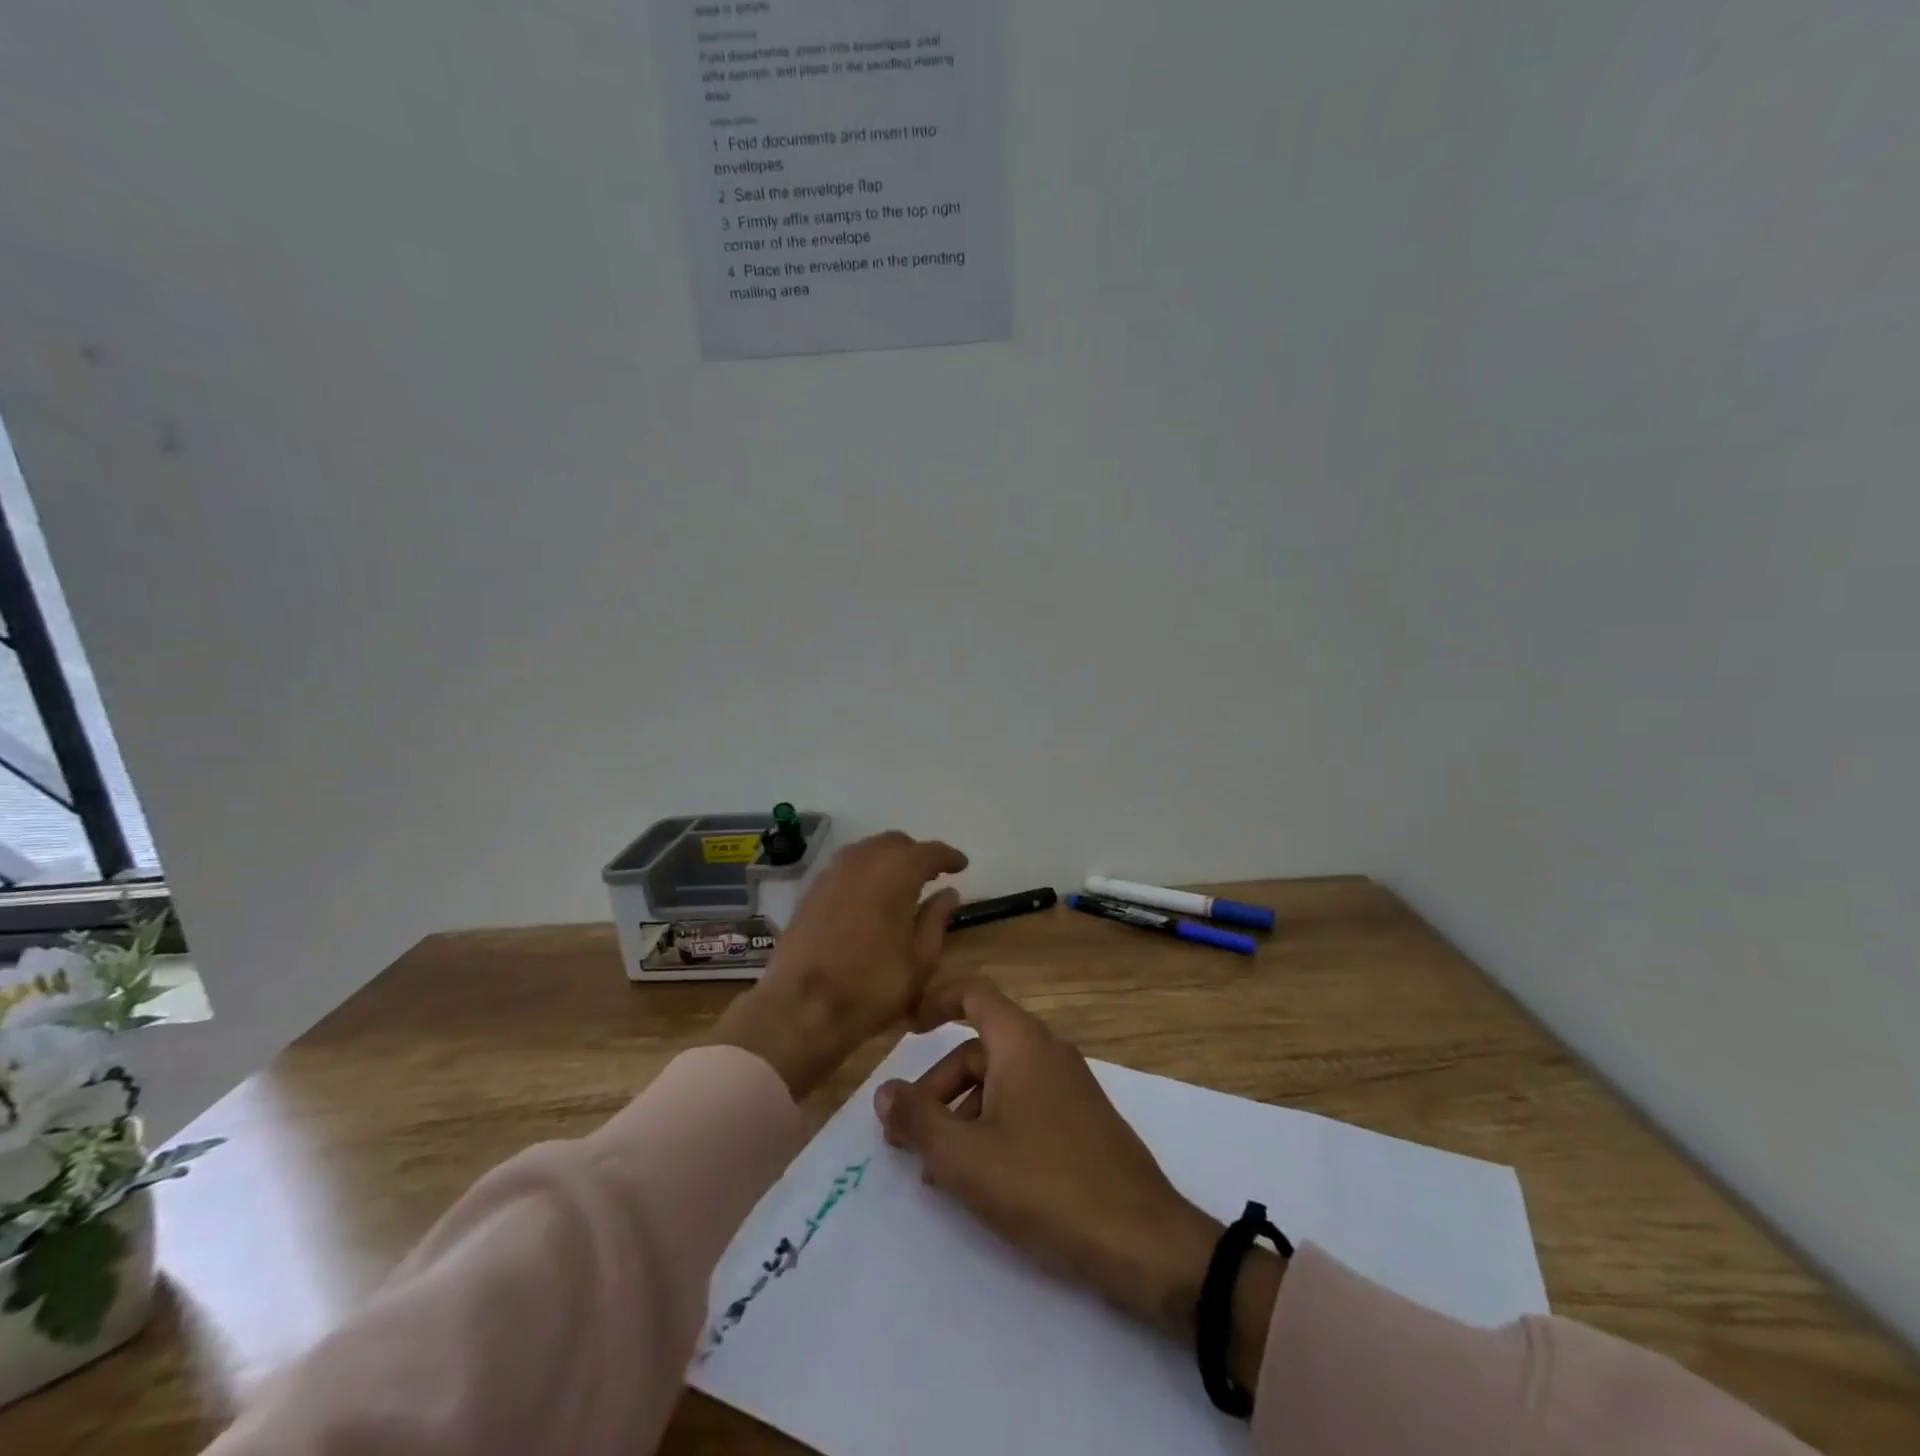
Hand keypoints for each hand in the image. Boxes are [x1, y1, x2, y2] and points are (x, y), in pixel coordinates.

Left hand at [708, 831, 965, 1096]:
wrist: (801, 1008)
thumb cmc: (872, 987)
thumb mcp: (920, 960)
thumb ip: (936, 920)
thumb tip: (948, 894)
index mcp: (896, 872)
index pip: (929, 852)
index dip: (948, 857)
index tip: (961, 865)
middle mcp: (863, 860)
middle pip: (896, 843)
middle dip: (916, 855)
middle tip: (932, 876)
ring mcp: (832, 872)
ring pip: (868, 851)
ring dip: (888, 860)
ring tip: (902, 885)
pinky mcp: (812, 890)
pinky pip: (846, 867)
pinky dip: (865, 873)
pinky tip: (870, 897)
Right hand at [875, 978, 1284, 1391]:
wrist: (1141, 1239)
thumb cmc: (1044, 1184)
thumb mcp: (965, 1156)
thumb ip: (918, 1119)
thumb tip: (885, 1091)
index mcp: (1022, 1042)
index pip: (973, 994)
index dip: (935, 1002)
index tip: (905, 1029)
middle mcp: (1047, 1052)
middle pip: (979, 1048)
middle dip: (937, 1085)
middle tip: (905, 1133)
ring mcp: (1069, 1087)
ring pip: (1000, 1081)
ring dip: (960, 1113)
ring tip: (936, 1167)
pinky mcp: (1081, 1122)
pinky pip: (1023, 1106)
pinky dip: (991, 1127)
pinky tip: (978, 1177)